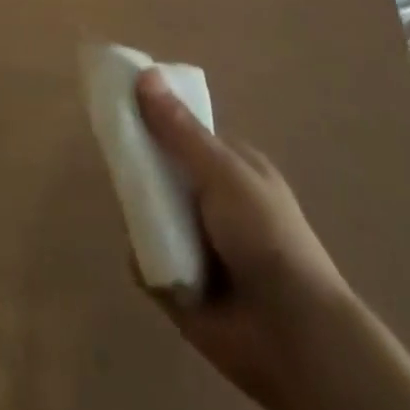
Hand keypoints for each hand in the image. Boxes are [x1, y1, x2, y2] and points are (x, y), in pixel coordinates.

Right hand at [135, 69, 353, 409]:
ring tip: (131, 209)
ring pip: (149, 213)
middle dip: (140, 167)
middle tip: (115, 159)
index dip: (154, 118)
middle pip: (160, 171)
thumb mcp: (222, 171)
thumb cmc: (266, 236)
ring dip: (138, 213)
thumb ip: (179, 130)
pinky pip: (146, 260)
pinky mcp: (180, 285)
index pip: (182, 132)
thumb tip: (144, 73)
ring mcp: (195, 242)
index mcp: (230, 167)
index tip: (121, 106)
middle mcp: (211, 201)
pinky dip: (142, 258)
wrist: (294, 337)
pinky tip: (144, 256)